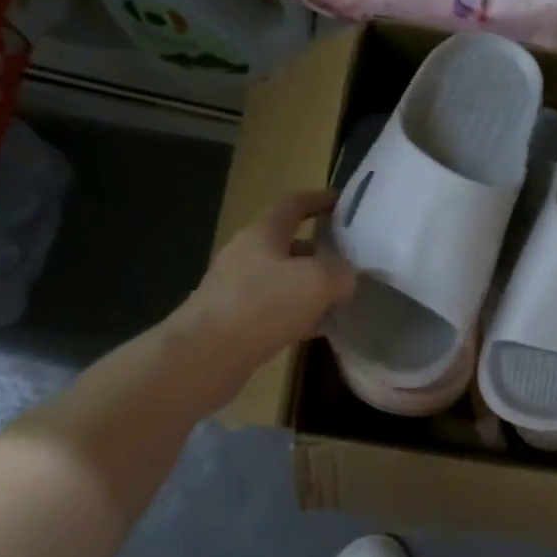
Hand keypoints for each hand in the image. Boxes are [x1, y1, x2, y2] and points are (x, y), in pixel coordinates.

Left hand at [173, 190, 356, 390]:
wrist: (204, 356)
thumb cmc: (262, 304)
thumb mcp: (317, 281)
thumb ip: (341, 273)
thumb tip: (347, 277)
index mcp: (263, 234)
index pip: (293, 205)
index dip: (318, 200)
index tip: (341, 201)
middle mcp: (247, 256)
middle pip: (289, 244)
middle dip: (320, 249)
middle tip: (351, 258)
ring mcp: (238, 290)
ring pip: (284, 280)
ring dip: (311, 286)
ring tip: (343, 296)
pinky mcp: (236, 322)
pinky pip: (276, 311)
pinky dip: (300, 315)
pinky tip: (320, 329)